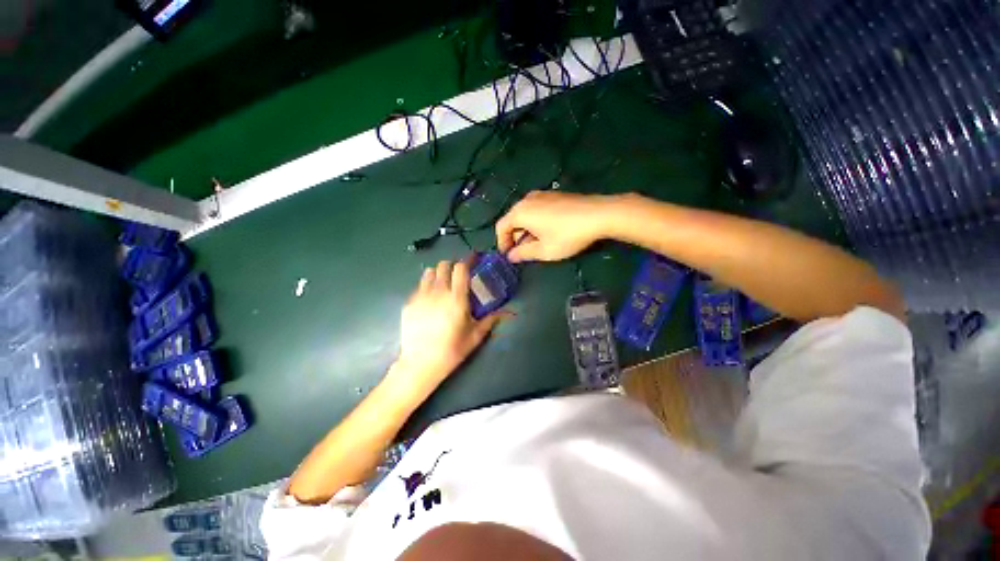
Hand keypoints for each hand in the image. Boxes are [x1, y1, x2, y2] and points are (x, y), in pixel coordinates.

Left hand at [395, 260, 506, 395]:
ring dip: (438, 273)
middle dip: (452, 266)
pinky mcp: (409, 304)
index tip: (473, 260)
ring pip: (428, 272)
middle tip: (458, 275)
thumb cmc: (451, 350)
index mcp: (456, 298)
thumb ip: (490, 320)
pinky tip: (430, 300)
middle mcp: (438, 292)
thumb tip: (508, 313)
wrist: (420, 364)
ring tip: (443, 284)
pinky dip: (426, 286)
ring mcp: (420, 296)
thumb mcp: (475, 336)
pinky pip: (418, 287)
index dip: (467, 261)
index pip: (460, 268)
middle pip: (443, 265)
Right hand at [496, 191, 617, 262]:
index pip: (501, 227)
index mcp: (520, 212)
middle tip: (523, 253)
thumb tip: (511, 256)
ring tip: (537, 244)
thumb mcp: (544, 250)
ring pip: (525, 214)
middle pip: (513, 219)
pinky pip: (537, 209)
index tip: (509, 256)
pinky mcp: (554, 195)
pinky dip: (535, 222)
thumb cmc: (567, 235)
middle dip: (515, 237)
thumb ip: (523, 254)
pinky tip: (548, 232)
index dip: (502, 243)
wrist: (599, 214)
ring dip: (526, 230)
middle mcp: (527, 199)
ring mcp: (542, 194)